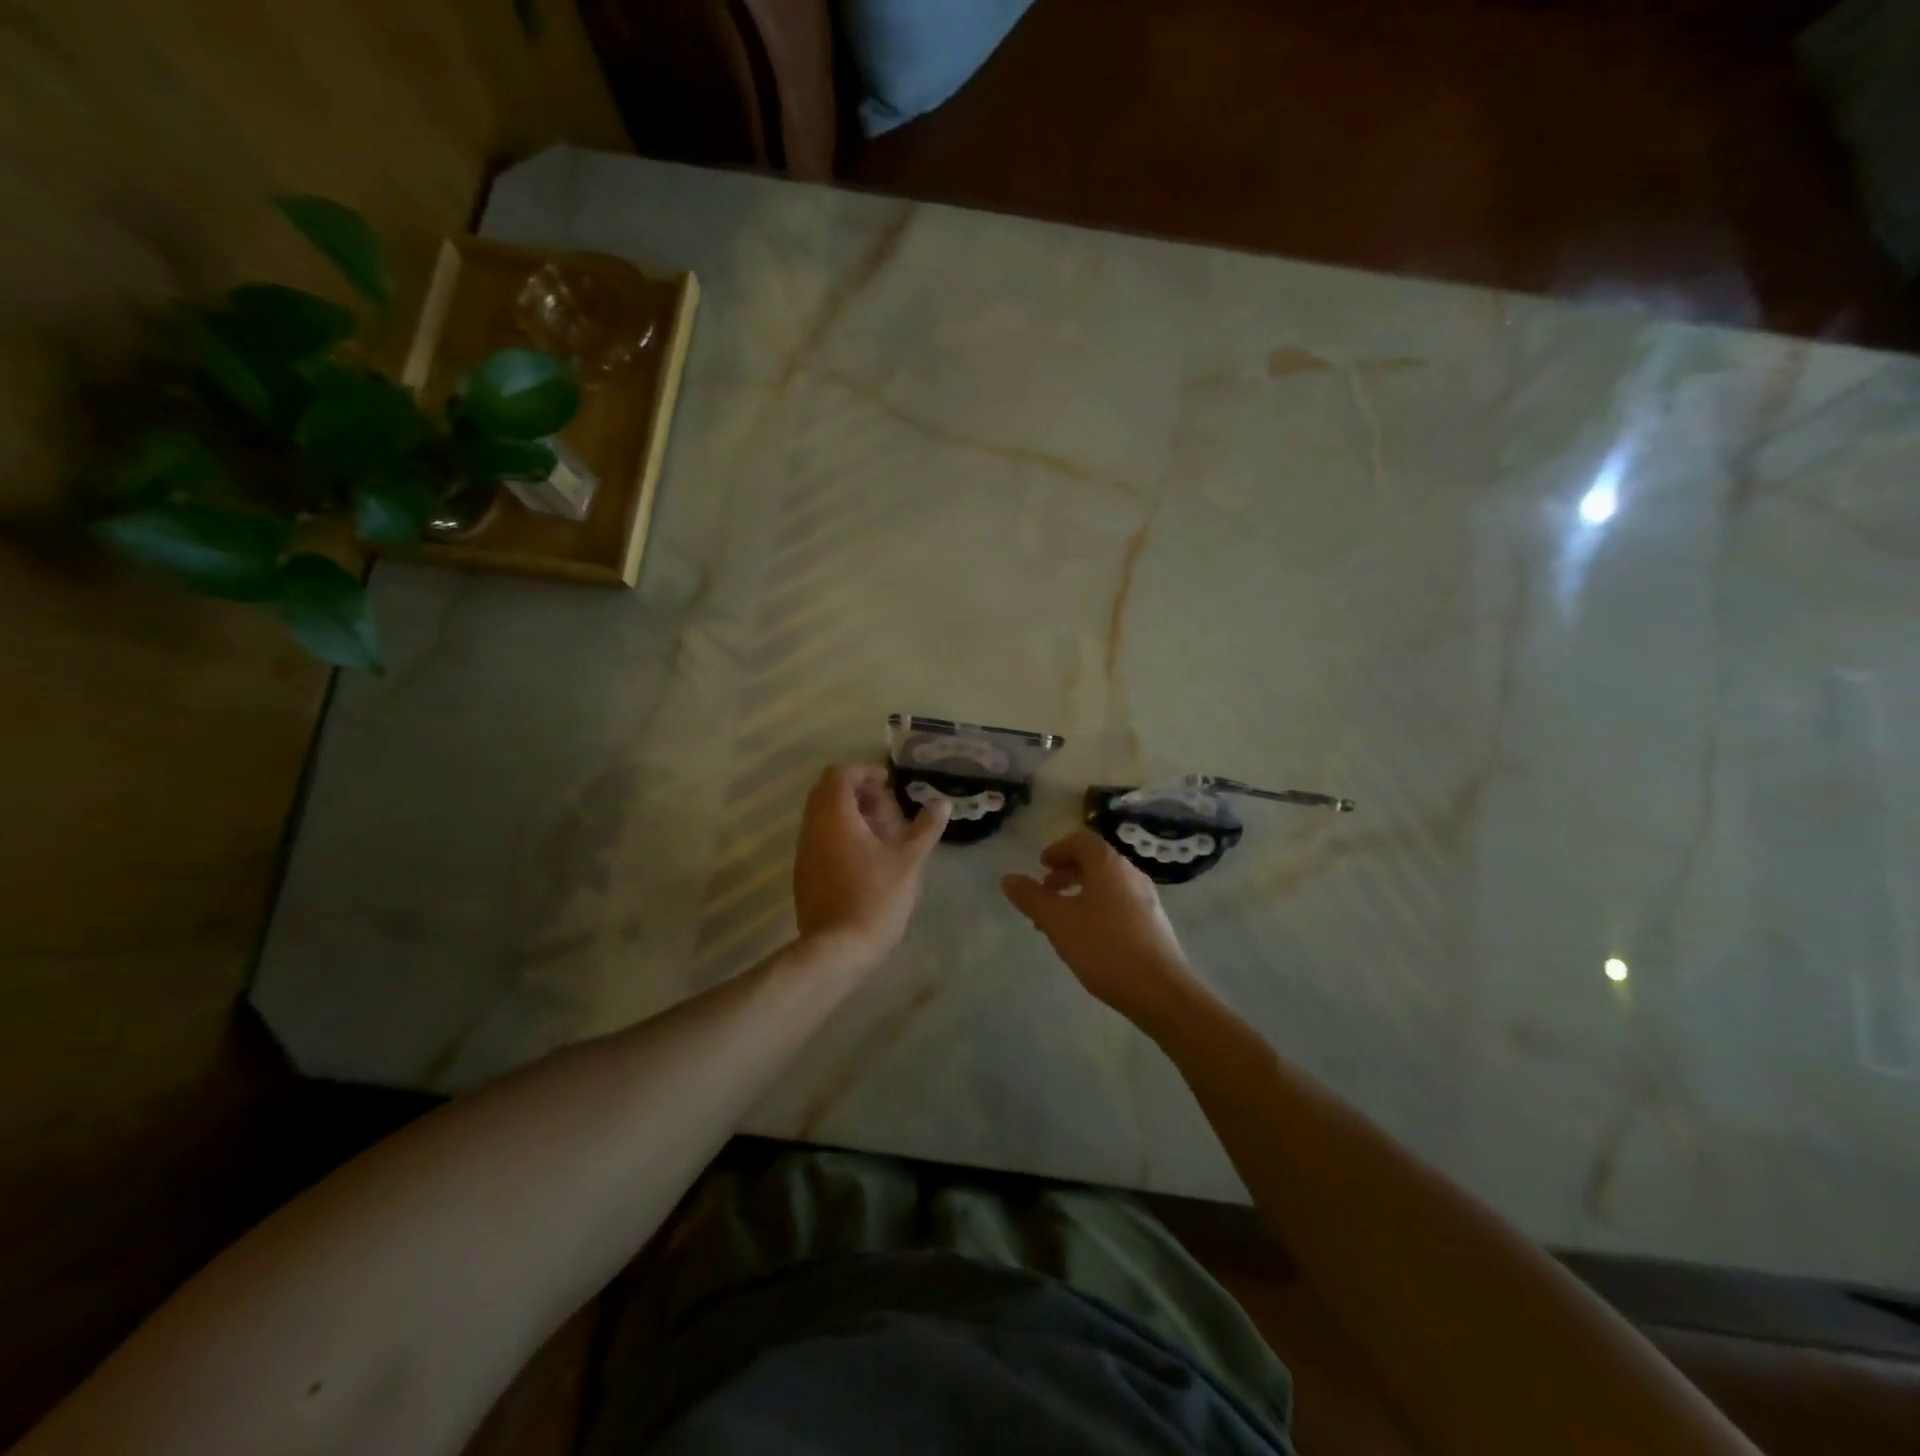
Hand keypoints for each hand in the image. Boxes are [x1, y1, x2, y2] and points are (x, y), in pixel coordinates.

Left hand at [793, 762, 949, 970]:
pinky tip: (867, 859)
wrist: (836, 950)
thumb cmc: (875, 898)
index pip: (840, 773)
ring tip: (882, 835)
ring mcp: (804, 852)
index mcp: (834, 816)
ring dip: (850, 815)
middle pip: (828, 792)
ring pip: (823, 817)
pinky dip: (841, 835)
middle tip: (887, 809)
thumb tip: (942, 803)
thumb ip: (925, 828)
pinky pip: (820, 839)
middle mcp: (812, 827)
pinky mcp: (804, 873)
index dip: (865, 771)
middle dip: (858, 793)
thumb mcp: (909, 860)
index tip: (889, 785)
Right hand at [1003, 831, 1199, 1025]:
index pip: (1082, 841)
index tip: (1041, 866)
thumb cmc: (1105, 948)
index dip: (1058, 849)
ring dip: (1081, 893)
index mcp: (1109, 865)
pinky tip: (1088, 938)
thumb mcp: (1058, 922)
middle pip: (1096, 861)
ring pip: (1107, 884)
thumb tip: (1008, 878)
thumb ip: (1032, 898)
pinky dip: (1098, 908)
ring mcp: (1147, 898)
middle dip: (1067, 872)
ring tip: (1061, 919)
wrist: (1160, 990)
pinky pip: (1120, 903)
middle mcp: (1131, 873)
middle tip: (1047, 891)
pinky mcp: (1154, 923)